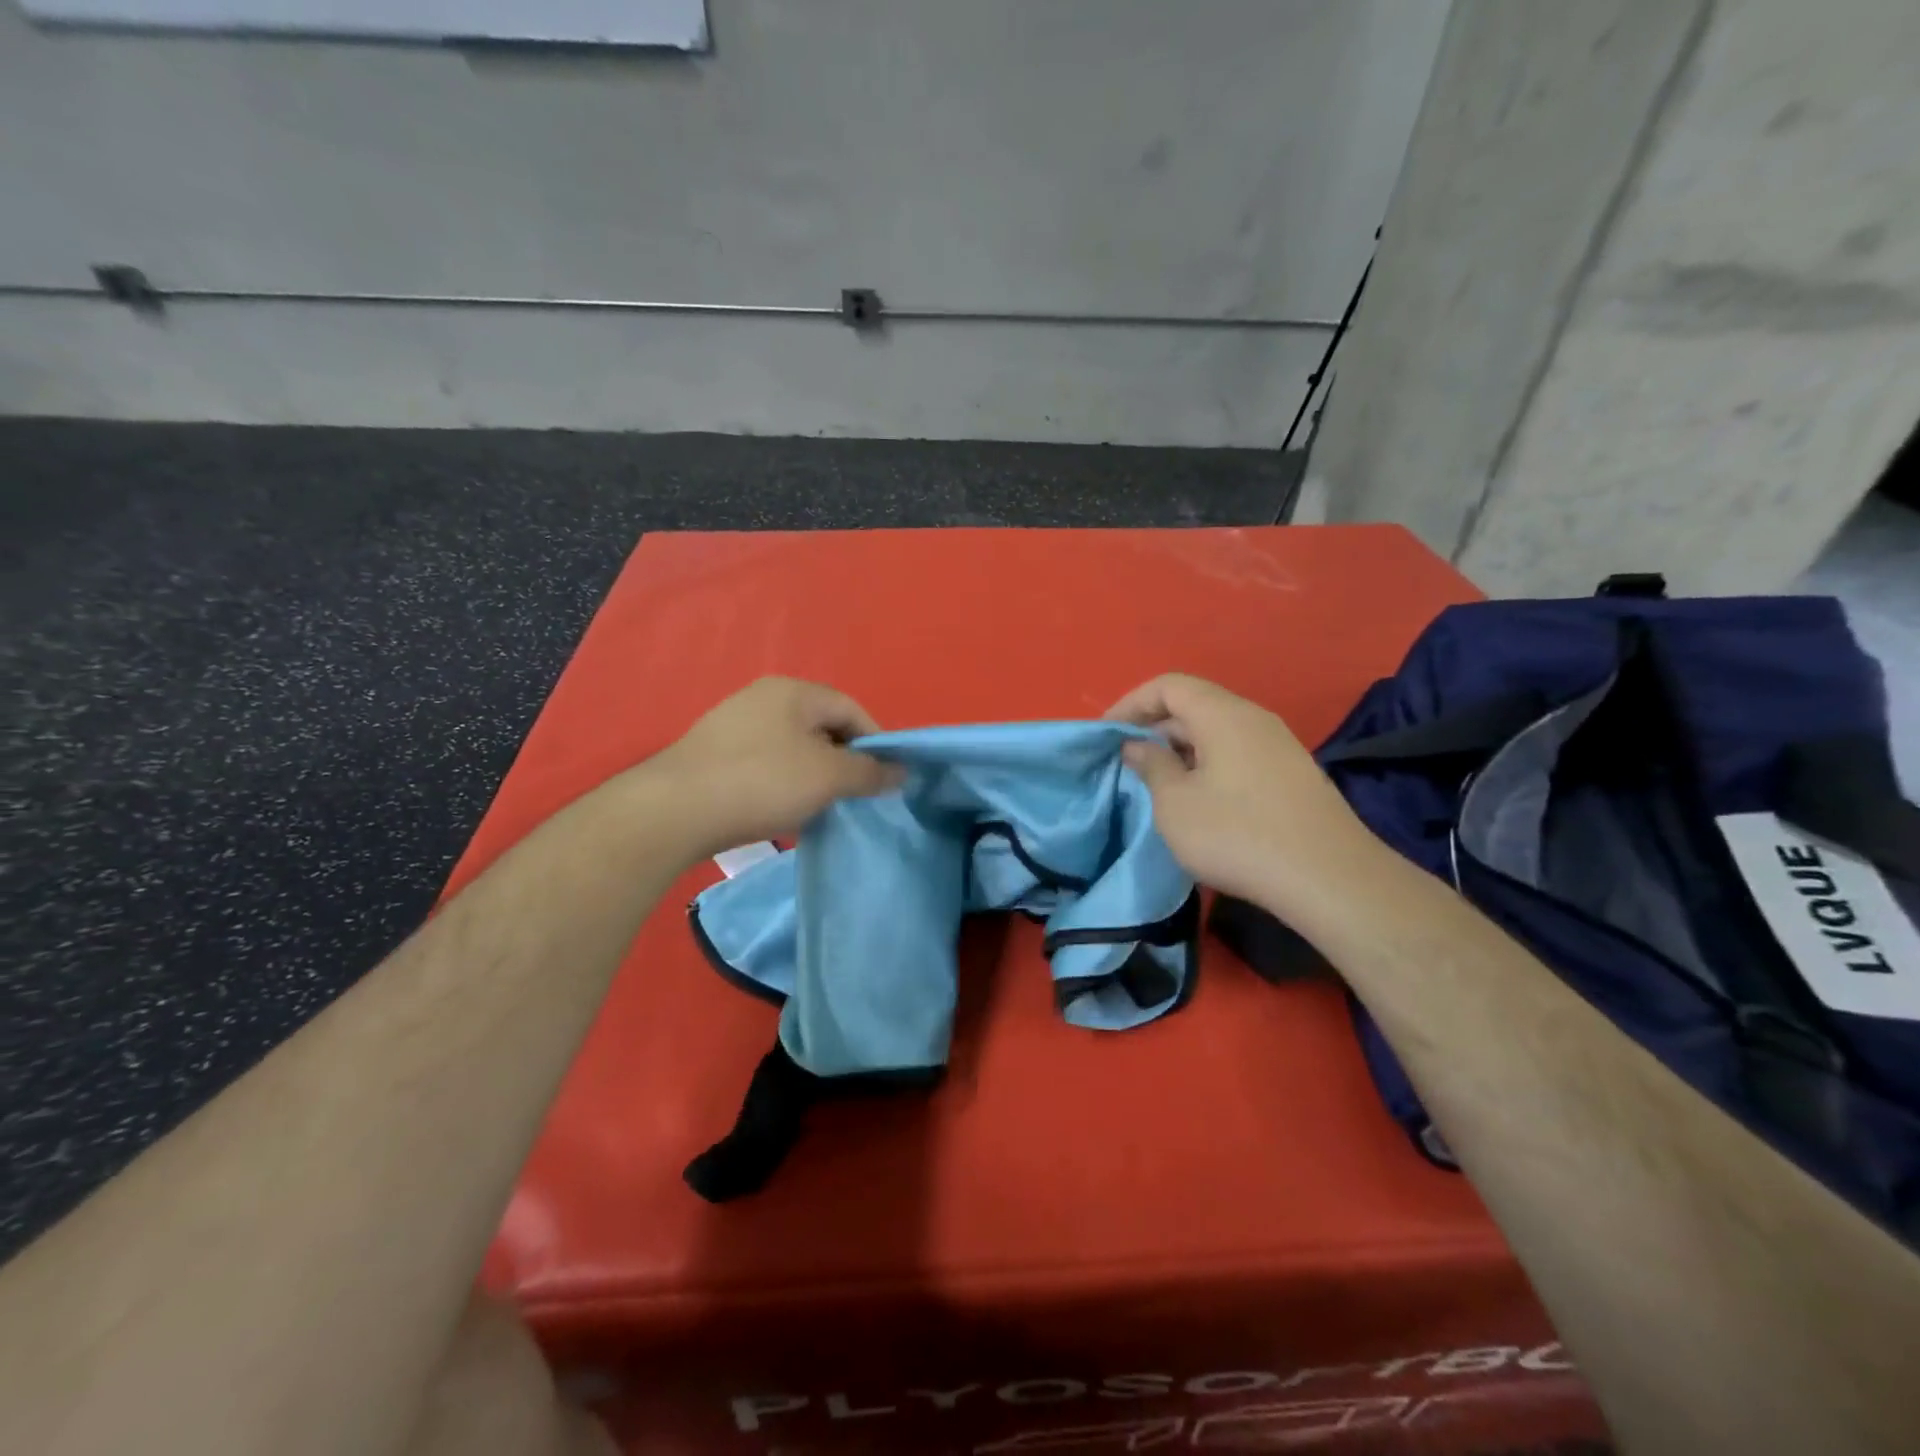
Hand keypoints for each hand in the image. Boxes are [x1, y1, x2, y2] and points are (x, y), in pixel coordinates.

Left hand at [642, 677, 902, 858]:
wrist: (674, 811)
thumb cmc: (762, 782)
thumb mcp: (828, 777)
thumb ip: (870, 772)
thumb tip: (901, 771)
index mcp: (794, 691)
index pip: (852, 710)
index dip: (876, 743)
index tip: (886, 779)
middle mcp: (763, 697)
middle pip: (822, 727)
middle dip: (844, 761)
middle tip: (853, 796)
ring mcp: (734, 723)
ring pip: (794, 747)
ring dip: (814, 775)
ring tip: (819, 807)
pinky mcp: (714, 752)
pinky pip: (766, 762)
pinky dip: (784, 782)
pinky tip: (781, 809)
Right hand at [1107, 673, 1376, 910]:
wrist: (1329, 878)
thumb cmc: (1237, 834)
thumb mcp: (1175, 803)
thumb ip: (1151, 765)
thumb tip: (1137, 745)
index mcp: (1223, 715)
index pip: (1168, 685)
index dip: (1131, 703)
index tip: (1107, 735)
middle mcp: (1254, 719)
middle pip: (1194, 705)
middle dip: (1154, 727)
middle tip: (1126, 761)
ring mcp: (1279, 745)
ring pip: (1217, 731)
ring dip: (1180, 748)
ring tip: (1157, 781)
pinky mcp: (1291, 774)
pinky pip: (1237, 753)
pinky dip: (1207, 763)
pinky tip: (1198, 799)